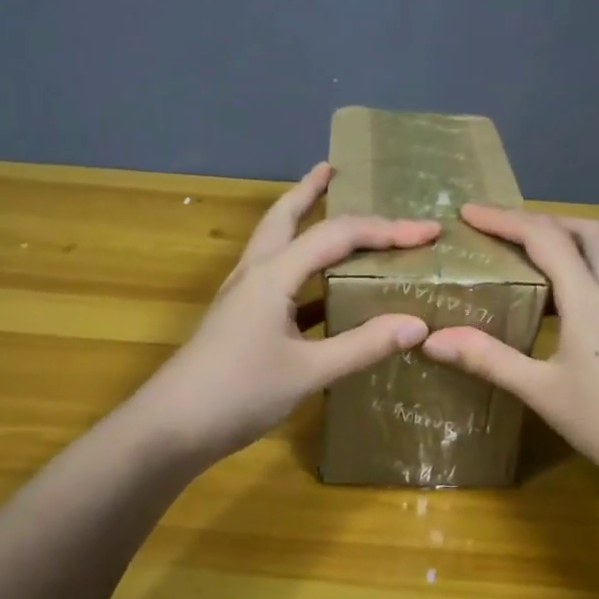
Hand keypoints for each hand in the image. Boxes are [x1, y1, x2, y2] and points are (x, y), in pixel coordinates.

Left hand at [128, 163, 439, 463]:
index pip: (336, 236)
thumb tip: (417, 324)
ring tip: (326, 210)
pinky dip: (301, 271)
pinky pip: (277, 280)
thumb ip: (363, 346)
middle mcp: (255, 274)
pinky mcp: (240, 320)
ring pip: (276, 245)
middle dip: (309, 191)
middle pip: (283, 217)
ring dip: (300, 222)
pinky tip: (321, 289)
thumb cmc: (238, 393)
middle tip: (333, 169)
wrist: (171, 428)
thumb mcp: (309, 372)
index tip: (427, 231)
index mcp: (272, 275)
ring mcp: (242, 297)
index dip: (385, 230)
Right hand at [420, 204, 598, 508]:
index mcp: (591, 300)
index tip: (469, 212)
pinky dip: (591, 287)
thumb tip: (432, 340)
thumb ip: (488, 359)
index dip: (504, 220)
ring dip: (572, 253)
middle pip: (588, 233)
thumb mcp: (541, 392)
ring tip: (534, 275)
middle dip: (545, 223)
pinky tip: (576, 324)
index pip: (544, 238)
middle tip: (508, 234)